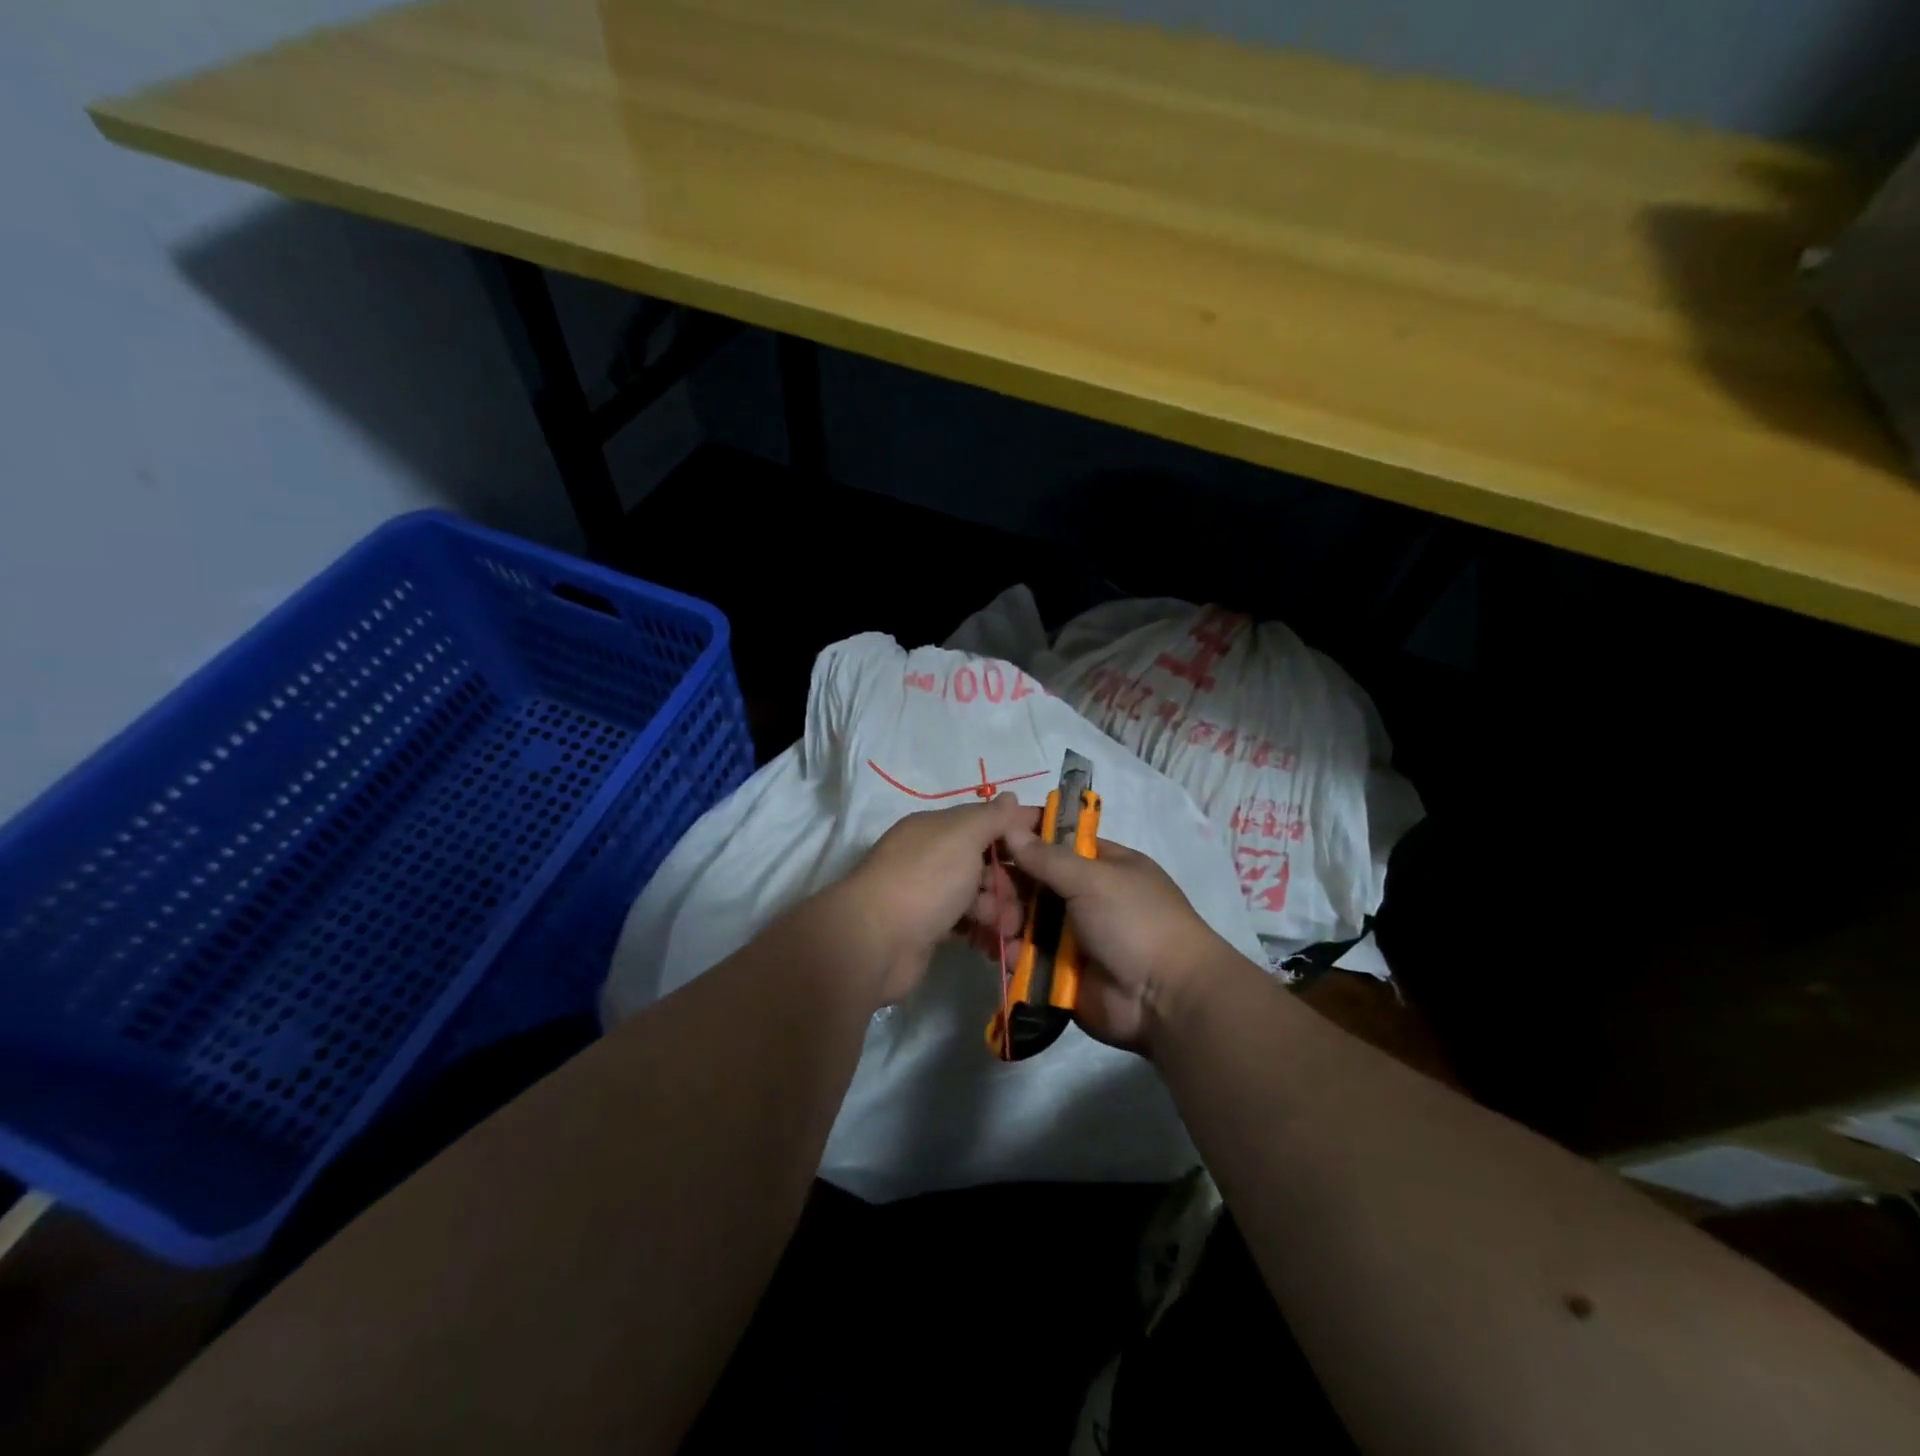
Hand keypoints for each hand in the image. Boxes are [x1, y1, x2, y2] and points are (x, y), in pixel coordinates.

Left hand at [841, 793, 1032, 1003]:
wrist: (875, 942)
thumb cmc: (925, 879)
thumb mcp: (962, 836)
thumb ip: (990, 817)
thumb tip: (1009, 796)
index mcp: (936, 829)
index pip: (985, 821)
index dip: (1017, 830)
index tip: (1050, 845)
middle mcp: (930, 857)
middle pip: (984, 862)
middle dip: (1008, 881)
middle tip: (1021, 902)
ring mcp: (928, 895)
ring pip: (978, 896)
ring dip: (999, 910)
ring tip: (1005, 929)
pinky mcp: (928, 930)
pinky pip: (966, 924)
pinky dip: (982, 931)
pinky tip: (995, 944)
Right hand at [996, 819, 1235, 1054]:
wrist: (1165, 999)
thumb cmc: (1135, 922)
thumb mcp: (1094, 879)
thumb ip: (1048, 857)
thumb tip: (1009, 826)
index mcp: (1101, 866)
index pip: (1055, 842)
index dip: (1023, 837)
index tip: (988, 835)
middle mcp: (1084, 897)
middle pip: (1032, 882)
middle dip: (1005, 884)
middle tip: (982, 890)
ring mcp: (1070, 936)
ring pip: (1023, 920)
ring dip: (1002, 917)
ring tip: (989, 922)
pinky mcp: (1058, 972)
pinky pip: (1024, 956)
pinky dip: (1009, 952)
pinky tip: (997, 950)